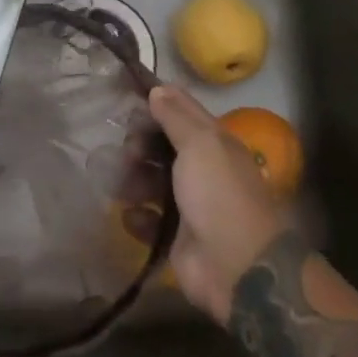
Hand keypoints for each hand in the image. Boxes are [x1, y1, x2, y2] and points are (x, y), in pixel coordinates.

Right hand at [149, 85, 290, 325]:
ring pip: (152, 182)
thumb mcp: (201, 144)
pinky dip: (137, 217)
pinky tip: (131, 215)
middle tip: (127, 153)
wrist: (236, 267)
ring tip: (120, 185)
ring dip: (133, 180)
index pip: (181, 112)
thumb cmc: (218, 194)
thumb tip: (158, 89)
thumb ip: (177, 116)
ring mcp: (189, 204)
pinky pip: (149, 219)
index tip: (127, 102)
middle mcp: (202, 169)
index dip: (156, 104)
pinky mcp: (175, 236)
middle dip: (140, 145)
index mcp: (214, 143)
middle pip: (162, 146)